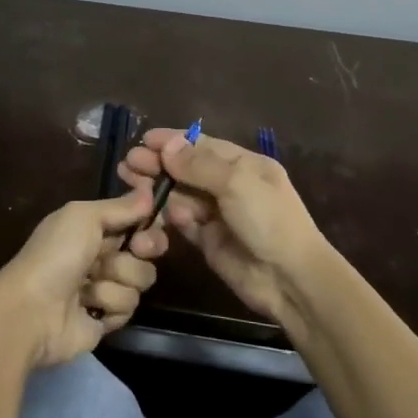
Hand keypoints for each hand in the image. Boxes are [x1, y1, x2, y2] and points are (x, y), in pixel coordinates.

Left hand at [0, 193, 170, 366]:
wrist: (33, 310)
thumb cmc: (56, 254)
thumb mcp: (84, 216)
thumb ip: (120, 206)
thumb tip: (151, 192)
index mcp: (93, 227)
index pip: (135, 220)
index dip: (149, 222)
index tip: (154, 222)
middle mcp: (101, 255)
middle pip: (146, 250)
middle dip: (144, 249)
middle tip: (137, 249)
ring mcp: (105, 287)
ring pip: (140, 279)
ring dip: (117, 279)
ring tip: (90, 285)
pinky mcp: (107, 318)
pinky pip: (129, 307)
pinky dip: (110, 304)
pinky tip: (89, 306)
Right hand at [118, 129, 330, 328]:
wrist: (289, 278)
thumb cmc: (268, 219)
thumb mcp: (236, 182)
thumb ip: (198, 164)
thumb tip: (167, 145)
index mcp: (244, 164)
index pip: (202, 145)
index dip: (173, 141)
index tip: (144, 139)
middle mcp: (229, 185)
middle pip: (187, 169)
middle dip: (159, 164)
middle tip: (128, 162)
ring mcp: (218, 213)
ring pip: (181, 194)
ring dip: (158, 188)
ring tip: (130, 182)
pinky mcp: (207, 240)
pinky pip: (182, 221)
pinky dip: (169, 215)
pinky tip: (155, 211)